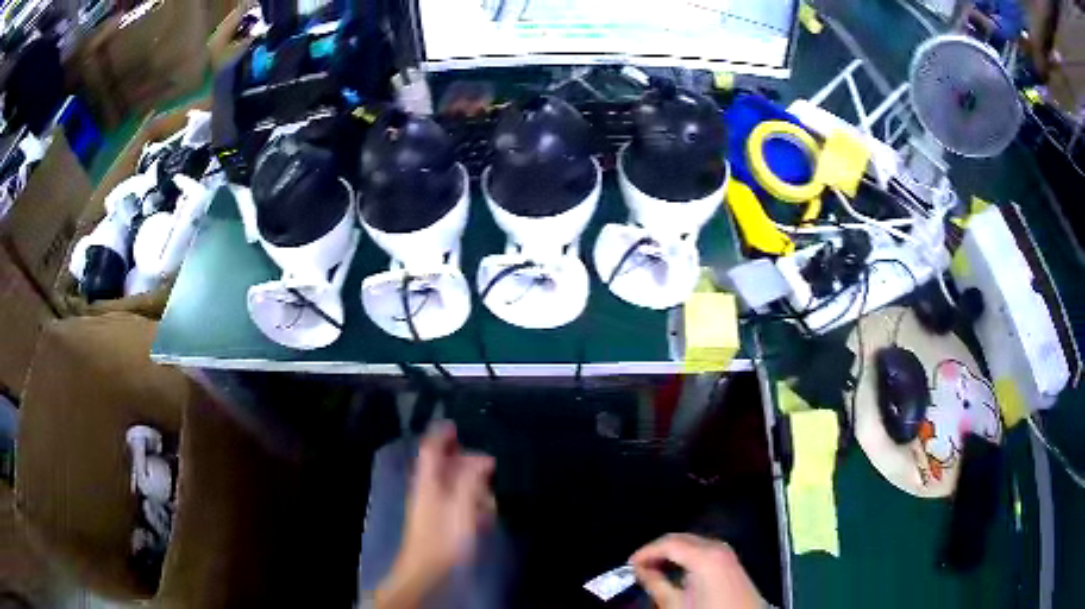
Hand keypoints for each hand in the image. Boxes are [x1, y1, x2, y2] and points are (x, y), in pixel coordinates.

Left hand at [375, 423, 495, 607]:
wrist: (426, 569)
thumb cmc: (444, 537)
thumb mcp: (462, 506)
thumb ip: (472, 481)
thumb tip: (483, 458)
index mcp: (428, 481)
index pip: (430, 449)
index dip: (441, 435)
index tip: (455, 424)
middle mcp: (427, 488)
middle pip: (443, 466)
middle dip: (465, 462)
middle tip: (488, 464)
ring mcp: (430, 505)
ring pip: (450, 484)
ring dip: (469, 484)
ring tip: (488, 493)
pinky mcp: (437, 520)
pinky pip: (453, 501)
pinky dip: (468, 501)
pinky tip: (482, 513)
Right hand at [630, 534, 760, 608]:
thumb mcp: (675, 603)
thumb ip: (656, 584)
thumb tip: (641, 571)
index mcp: (703, 555)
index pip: (667, 543)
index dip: (645, 551)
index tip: (629, 565)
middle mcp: (716, 546)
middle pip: (681, 539)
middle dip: (657, 550)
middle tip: (639, 567)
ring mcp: (726, 552)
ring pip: (692, 543)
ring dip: (672, 553)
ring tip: (654, 570)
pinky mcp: (731, 561)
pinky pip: (703, 550)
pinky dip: (686, 556)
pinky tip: (676, 571)